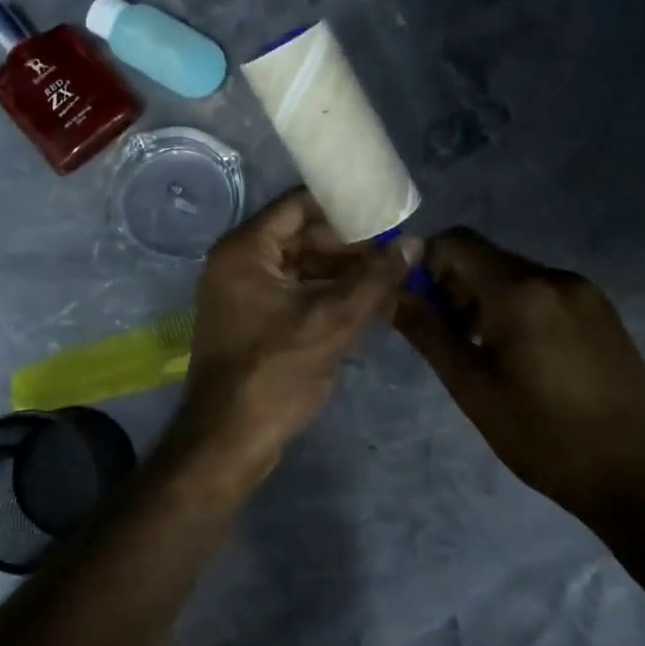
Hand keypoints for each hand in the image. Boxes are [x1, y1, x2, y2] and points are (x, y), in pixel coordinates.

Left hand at [180, 188, 420, 474]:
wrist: (228, 440)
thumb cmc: (275, 372)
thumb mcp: (333, 321)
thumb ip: (375, 279)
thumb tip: (416, 242)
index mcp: (245, 249)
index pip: (298, 205)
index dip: (343, 207)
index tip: (385, 213)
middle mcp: (237, 262)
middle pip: (301, 236)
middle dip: (349, 246)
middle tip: (395, 253)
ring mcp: (241, 293)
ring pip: (300, 267)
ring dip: (341, 274)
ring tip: (390, 280)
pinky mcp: (251, 320)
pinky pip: (292, 293)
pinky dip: (325, 296)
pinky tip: (366, 306)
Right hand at [393, 228, 644, 526]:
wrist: (640, 477)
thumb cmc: (544, 435)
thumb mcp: (472, 387)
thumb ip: (428, 332)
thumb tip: (393, 295)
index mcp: (521, 290)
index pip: (457, 242)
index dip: (426, 263)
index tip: (417, 303)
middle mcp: (555, 277)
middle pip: (487, 259)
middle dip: (455, 286)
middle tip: (446, 336)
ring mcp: (586, 294)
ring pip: (516, 277)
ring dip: (486, 300)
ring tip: (482, 352)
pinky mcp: (604, 313)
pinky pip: (545, 293)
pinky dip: (519, 309)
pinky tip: (523, 358)